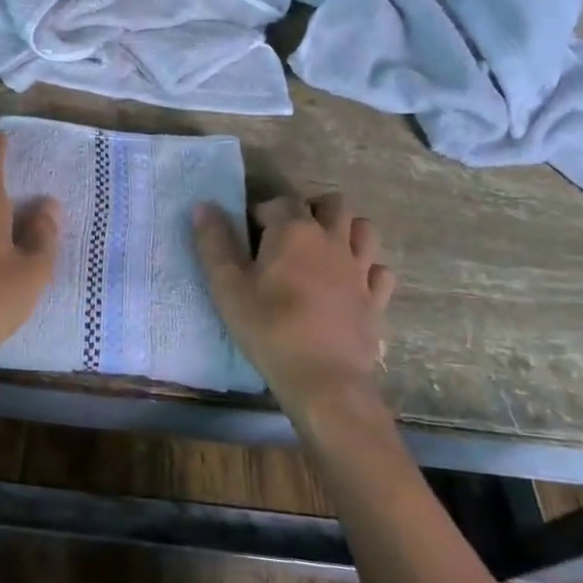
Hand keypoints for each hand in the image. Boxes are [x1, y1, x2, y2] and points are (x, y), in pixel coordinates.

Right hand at [193, 194, 395, 420]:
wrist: (323, 380)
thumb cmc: (269, 328)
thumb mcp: (227, 286)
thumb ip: (214, 242)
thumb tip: (204, 205)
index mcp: (295, 230)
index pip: (279, 201)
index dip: (261, 213)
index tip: (248, 238)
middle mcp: (333, 239)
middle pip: (332, 204)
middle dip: (310, 210)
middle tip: (287, 237)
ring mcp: (360, 269)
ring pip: (363, 229)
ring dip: (345, 231)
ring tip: (321, 252)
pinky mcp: (377, 298)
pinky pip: (379, 269)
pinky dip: (366, 268)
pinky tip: (349, 283)